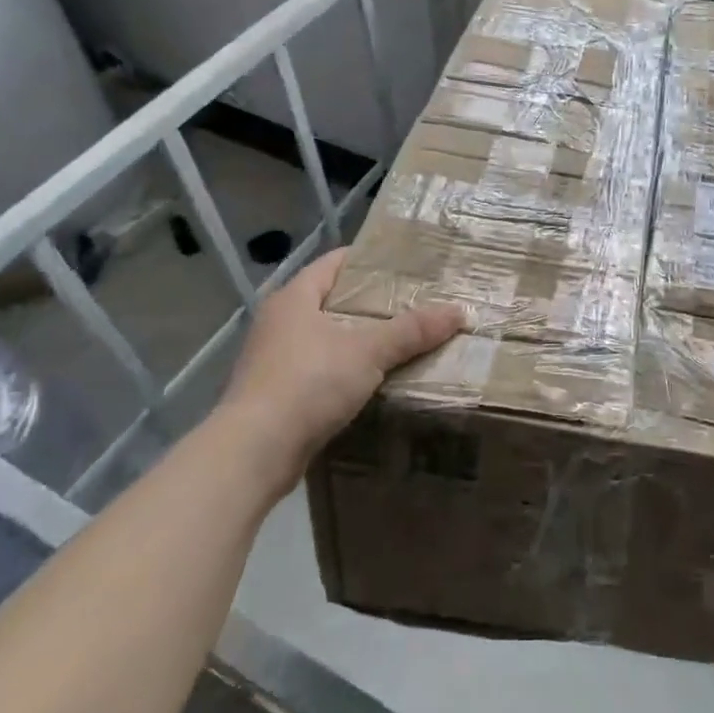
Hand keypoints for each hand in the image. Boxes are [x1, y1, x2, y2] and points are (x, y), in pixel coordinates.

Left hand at [214, 248, 463, 473]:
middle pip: (333, 300)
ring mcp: (274, 360)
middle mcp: (279, 322)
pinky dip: (347, 371)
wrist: (253, 453)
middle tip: (415, 303)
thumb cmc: (307, 383)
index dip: (370, 259)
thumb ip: (413, 330)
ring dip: (360, 340)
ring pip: (327, 338)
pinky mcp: (276, 395)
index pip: (335, 262)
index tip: (406, 263)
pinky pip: (321, 370)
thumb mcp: (368, 351)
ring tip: (403, 341)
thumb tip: (460, 311)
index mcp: (294, 297)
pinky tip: (375, 381)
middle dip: (372, 302)